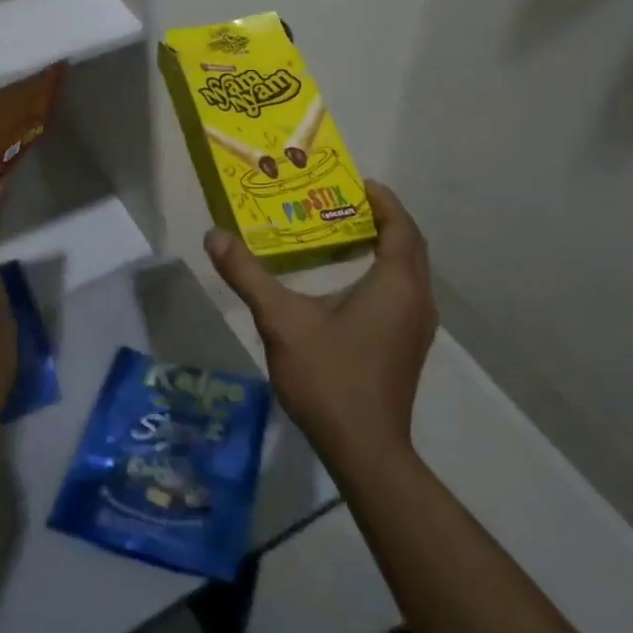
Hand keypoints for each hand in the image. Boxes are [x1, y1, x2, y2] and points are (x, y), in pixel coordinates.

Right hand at [204, 181, 436, 466]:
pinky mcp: (409, 347)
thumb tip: (215, 235)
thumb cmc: (329, 377)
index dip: (383, 200)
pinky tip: (352, 284)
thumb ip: (248, 275)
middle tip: (345, 205)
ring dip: (387, 247)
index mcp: (396, 283)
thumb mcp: (281, 321)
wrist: (364, 449)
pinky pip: (405, 293)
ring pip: (410, 272)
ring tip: (347, 236)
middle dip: (384, 220)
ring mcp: (417, 327)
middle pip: (409, 245)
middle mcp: (417, 299)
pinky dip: (386, 274)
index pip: (399, 226)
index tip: (357, 183)